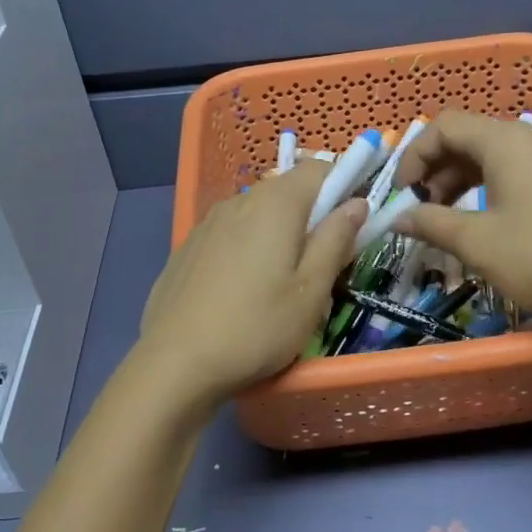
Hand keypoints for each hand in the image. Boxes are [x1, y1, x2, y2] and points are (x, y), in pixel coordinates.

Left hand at [135, 162, 367, 410]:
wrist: (175, 362)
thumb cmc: (256, 326)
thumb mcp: (311, 291)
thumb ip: (336, 240)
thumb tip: (356, 203)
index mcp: (276, 203)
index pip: (319, 168)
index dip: (343, 186)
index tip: (352, 224)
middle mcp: (240, 200)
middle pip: (287, 189)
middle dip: (312, 214)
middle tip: (322, 262)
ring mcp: (209, 222)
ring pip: (258, 212)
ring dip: (279, 231)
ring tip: (282, 281)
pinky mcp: (189, 246)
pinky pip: (231, 232)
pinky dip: (248, 246)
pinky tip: (243, 289)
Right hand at [392, 110, 531, 327]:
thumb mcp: (476, 241)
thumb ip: (431, 222)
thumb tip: (398, 218)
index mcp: (505, 140)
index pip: (445, 126)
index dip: (415, 155)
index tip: (403, 194)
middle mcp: (531, 138)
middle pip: (469, 138)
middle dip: (437, 171)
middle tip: (421, 210)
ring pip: (494, 156)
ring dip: (462, 182)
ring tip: (448, 220)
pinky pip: (518, 171)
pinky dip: (490, 188)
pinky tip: (485, 223)